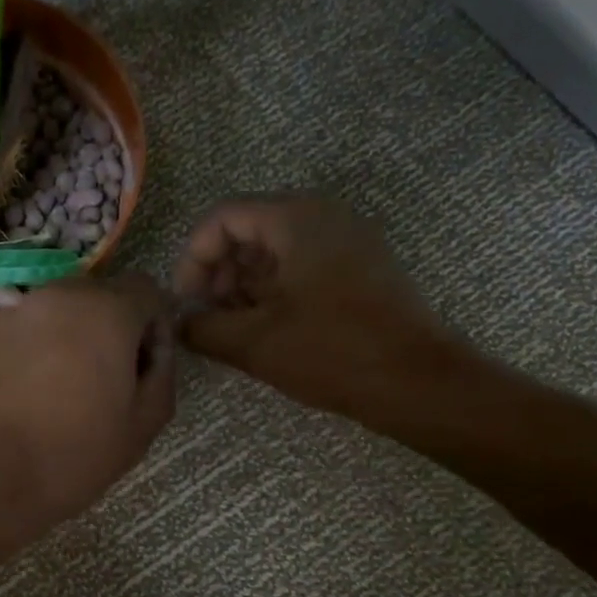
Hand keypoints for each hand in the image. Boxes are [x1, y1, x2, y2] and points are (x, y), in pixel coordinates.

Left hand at [0, 274, 176, 541]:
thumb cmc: (72, 454)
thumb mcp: (143, 424)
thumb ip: (162, 373)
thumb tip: (154, 348)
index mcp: (107, 310)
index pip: (148, 290)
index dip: (156, 327)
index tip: (146, 369)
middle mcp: (61, 295)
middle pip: (104, 297)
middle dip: (116, 330)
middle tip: (111, 384)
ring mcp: (18, 312)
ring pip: (66, 313)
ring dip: (79, 340)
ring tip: (71, 393)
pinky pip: (33, 330)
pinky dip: (45, 350)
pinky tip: (37, 396)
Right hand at [174, 194, 472, 421]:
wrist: (416, 381)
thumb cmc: (332, 352)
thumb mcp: (254, 343)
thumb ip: (203, 328)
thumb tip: (180, 324)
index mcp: (296, 219)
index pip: (223, 218)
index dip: (192, 258)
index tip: (185, 302)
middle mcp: (324, 216)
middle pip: (250, 229)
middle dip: (219, 272)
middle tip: (207, 316)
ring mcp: (348, 240)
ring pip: (277, 249)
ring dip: (245, 284)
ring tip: (232, 328)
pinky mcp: (361, 268)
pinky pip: (303, 265)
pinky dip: (275, 290)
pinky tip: (266, 328)